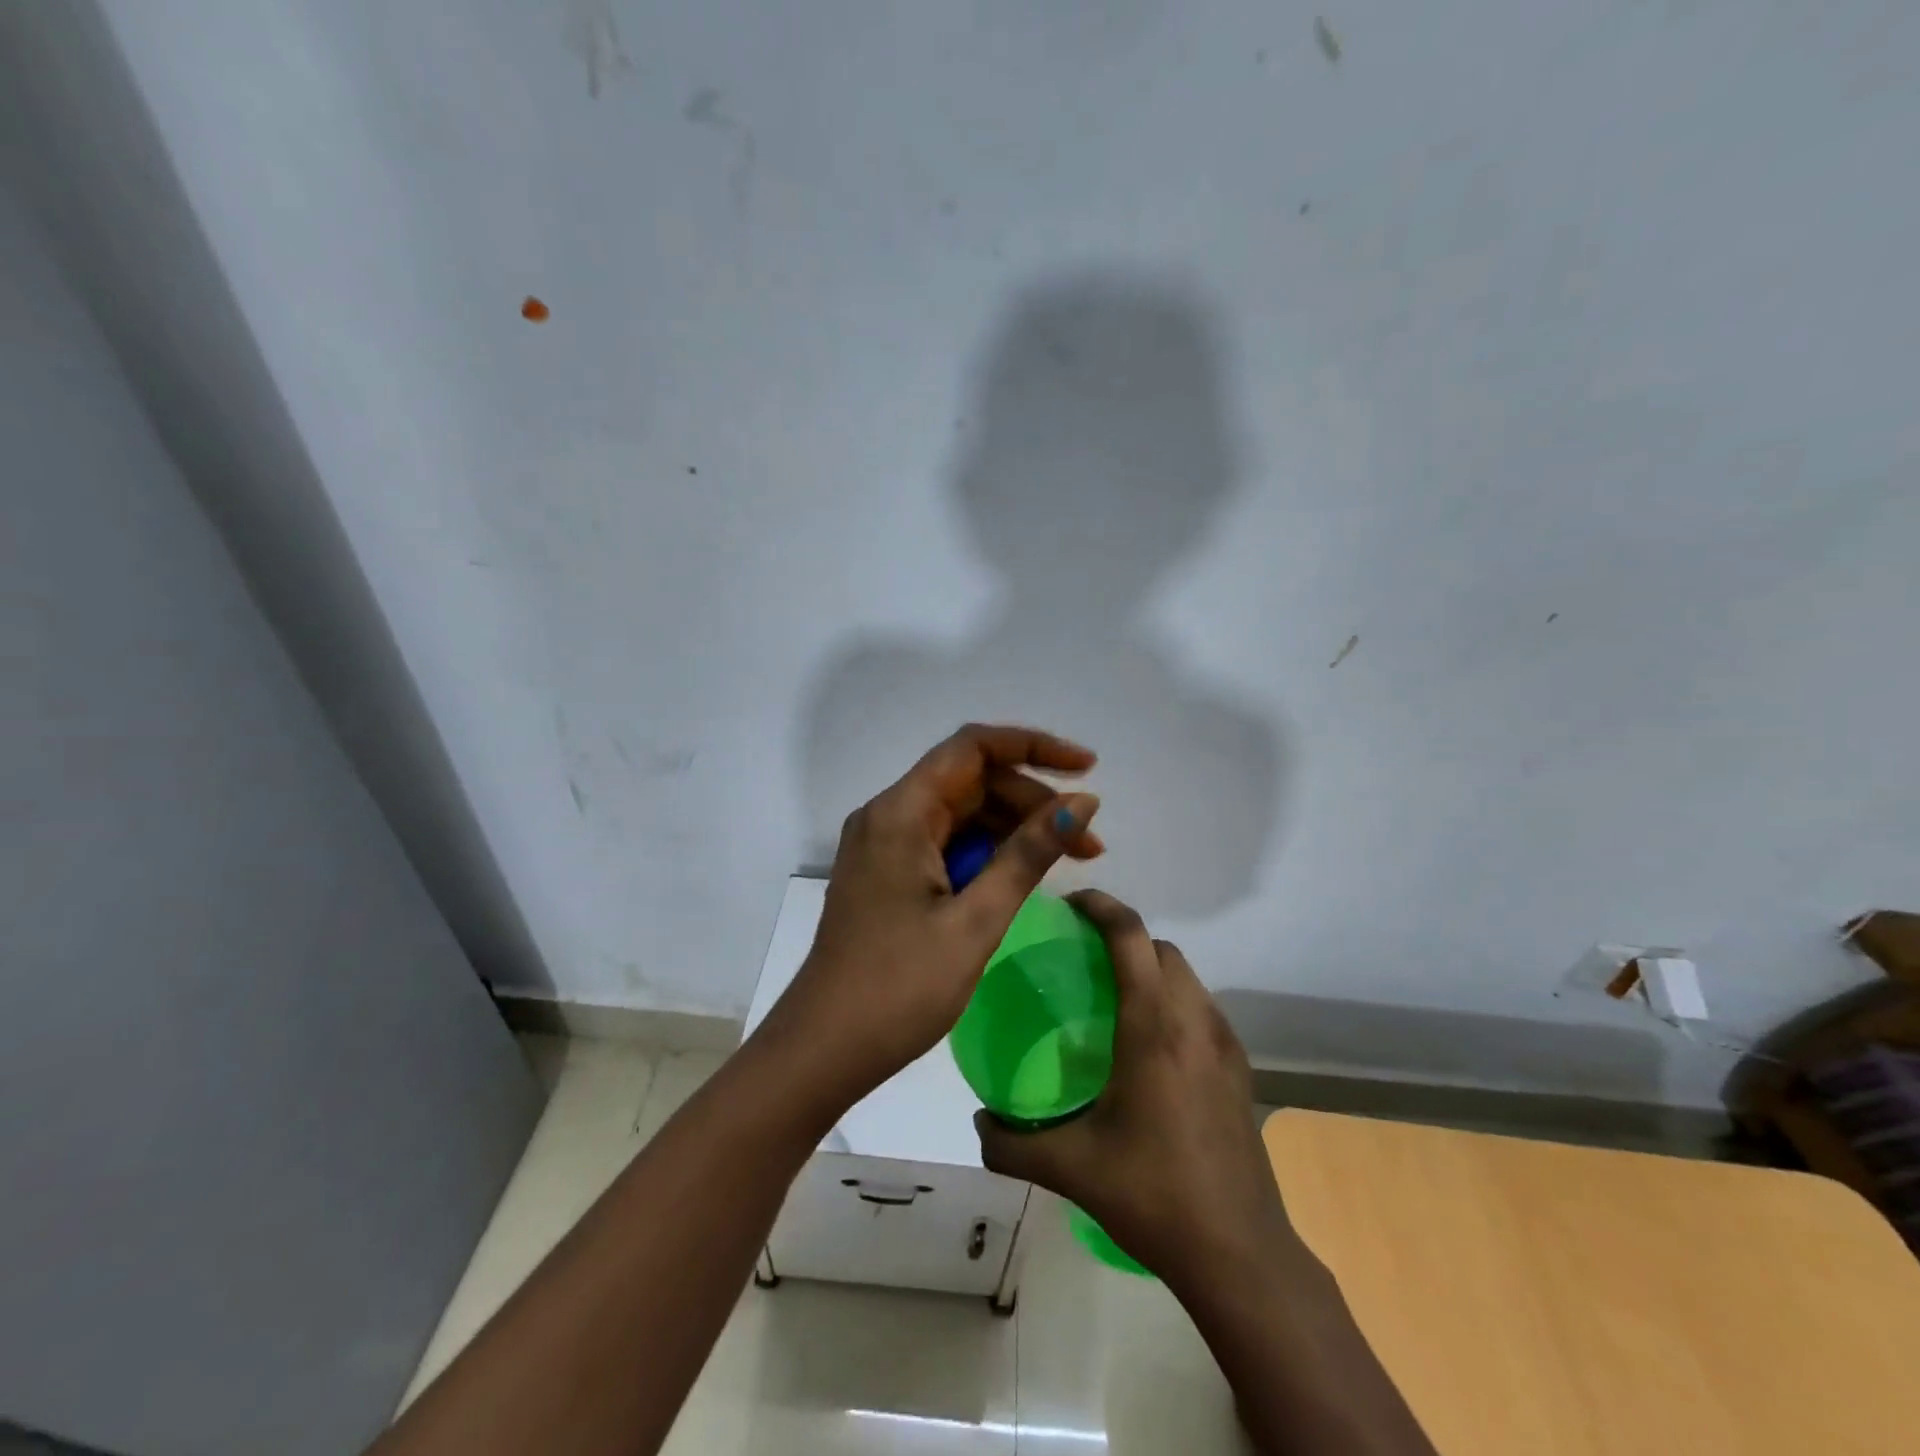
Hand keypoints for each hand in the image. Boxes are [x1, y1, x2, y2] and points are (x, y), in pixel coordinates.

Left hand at [760, 724, 1103, 1109]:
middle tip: (1087, 841)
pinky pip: (944, 842)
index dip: (1033, 747)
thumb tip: (1082, 802)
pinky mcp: (886, 872)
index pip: (972, 748)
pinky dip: (985, 852)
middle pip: (970, 781)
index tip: (1086, 767)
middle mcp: (887, 815)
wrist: (824, 1049)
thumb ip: (1028, 855)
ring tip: (1070, 859)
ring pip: (960, 813)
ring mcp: (883, 844)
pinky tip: (1019, 876)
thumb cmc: (899, 988)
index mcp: (901, 813)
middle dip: (1031, 800)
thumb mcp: (976, 920)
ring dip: (1013, 828)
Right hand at [974, 890, 1293, 1287]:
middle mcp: (1193, 1020)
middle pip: (1160, 948)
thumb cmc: (1153, 1195)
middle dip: (1124, 936)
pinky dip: (1173, 1000)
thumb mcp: (1070, 1169)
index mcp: (1153, 1027)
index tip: (1069, 905)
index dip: (1101, 906)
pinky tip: (1150, 1046)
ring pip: (1186, 975)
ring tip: (1113, 997)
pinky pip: (1202, 1008)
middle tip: (1083, 957)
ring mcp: (1224, 1044)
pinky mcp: (1240, 1069)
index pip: (1131, 935)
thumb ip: (1010, 1144)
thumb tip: (977, 1123)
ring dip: (1151, 967)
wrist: (1240, 1253)